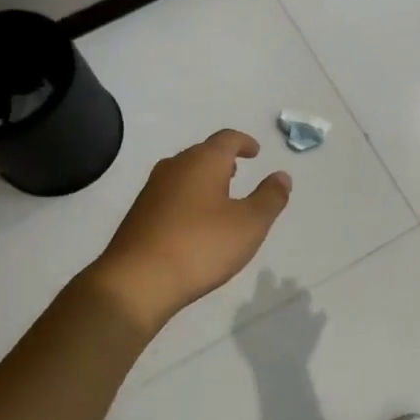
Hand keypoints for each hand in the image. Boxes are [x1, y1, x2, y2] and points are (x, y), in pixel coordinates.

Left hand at [90, 130, 291, 330]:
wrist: (137, 281)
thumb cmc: (201, 246)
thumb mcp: (250, 224)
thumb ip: (270, 197)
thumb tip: (282, 175)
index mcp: (203, 162)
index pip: (227, 139)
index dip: (244, 142)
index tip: (256, 151)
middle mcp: (175, 167)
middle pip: (202, 153)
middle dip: (222, 160)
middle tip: (238, 172)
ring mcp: (152, 190)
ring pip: (184, 173)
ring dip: (204, 179)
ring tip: (219, 196)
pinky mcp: (139, 214)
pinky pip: (170, 194)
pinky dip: (188, 198)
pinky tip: (194, 222)